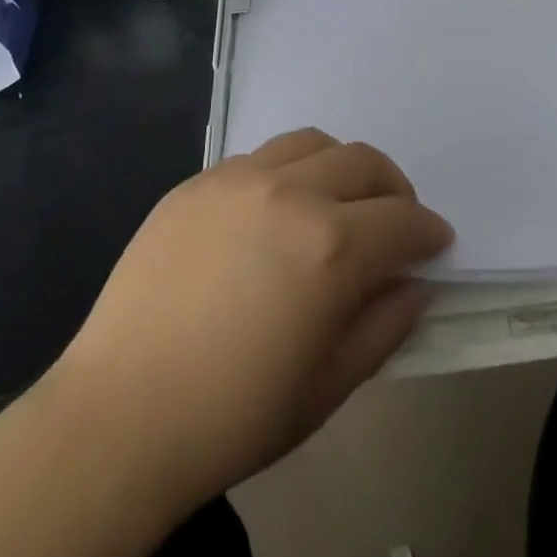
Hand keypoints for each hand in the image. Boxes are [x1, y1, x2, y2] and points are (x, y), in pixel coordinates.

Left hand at [53, 129, 452, 508]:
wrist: (121, 413)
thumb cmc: (235, 414)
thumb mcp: (329, 385)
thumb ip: (385, 325)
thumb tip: (412, 284)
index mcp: (331, 245)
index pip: (403, 220)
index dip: (428, 232)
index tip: (435, 244)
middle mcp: (290, 192)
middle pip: (364, 163)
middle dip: (393, 190)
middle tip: (394, 221)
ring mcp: (238, 177)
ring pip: (312, 143)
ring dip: (340, 166)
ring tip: (337, 201)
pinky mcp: (198, 180)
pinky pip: (259, 157)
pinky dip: (286, 172)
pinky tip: (273, 211)